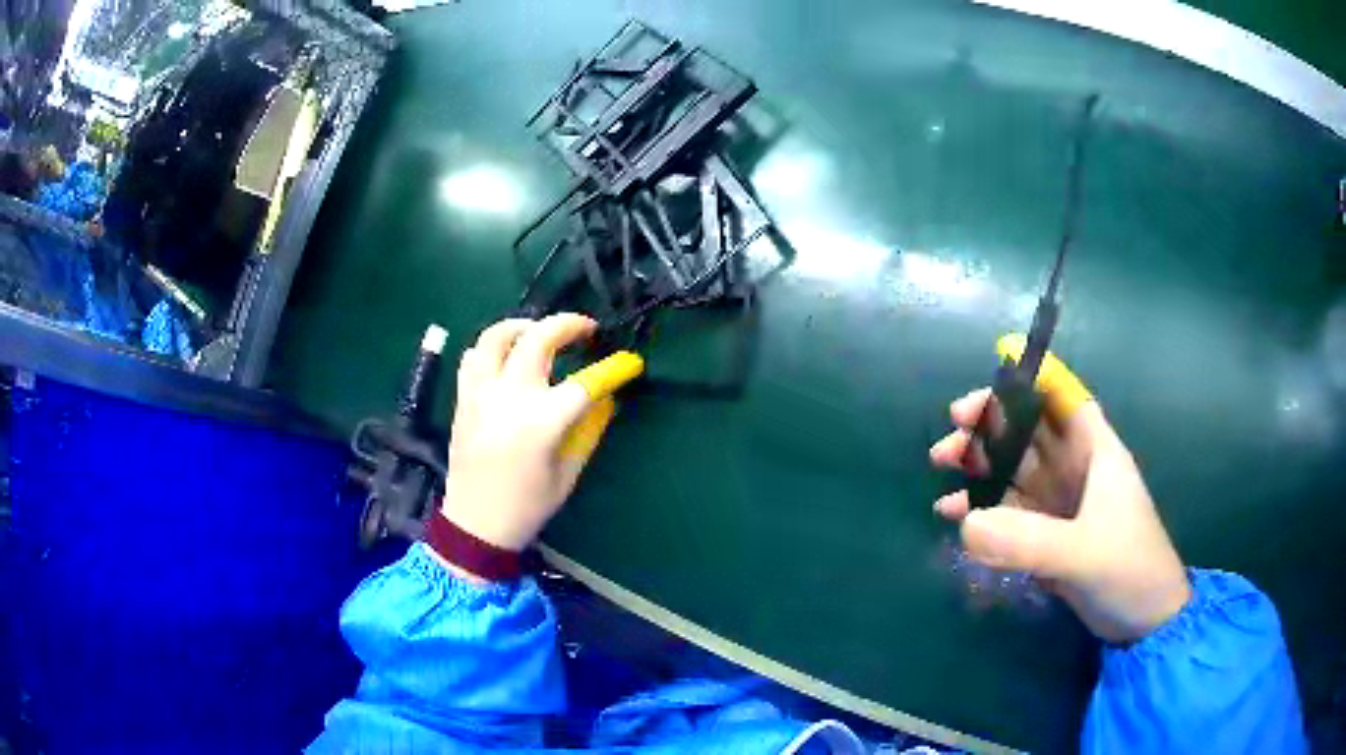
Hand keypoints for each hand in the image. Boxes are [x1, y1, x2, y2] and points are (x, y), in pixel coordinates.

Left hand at [439, 314, 601, 557]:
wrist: (475, 524)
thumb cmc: (527, 506)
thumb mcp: (568, 473)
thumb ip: (590, 430)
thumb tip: (606, 398)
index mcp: (540, 422)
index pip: (584, 382)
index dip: (611, 369)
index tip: (629, 363)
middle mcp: (508, 397)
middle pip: (539, 338)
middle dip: (569, 324)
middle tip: (587, 329)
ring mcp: (480, 393)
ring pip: (497, 335)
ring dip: (524, 325)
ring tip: (541, 332)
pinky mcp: (463, 398)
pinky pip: (474, 356)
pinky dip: (493, 347)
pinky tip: (507, 357)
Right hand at [929, 337, 1190, 643]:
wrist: (1143, 620)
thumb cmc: (1129, 569)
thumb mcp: (1084, 552)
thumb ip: (1028, 540)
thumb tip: (966, 524)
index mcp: (1095, 451)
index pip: (1061, 399)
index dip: (1027, 382)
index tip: (985, 388)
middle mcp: (1076, 468)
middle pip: (1027, 432)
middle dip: (988, 428)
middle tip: (948, 441)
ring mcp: (1061, 503)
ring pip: (1013, 470)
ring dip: (979, 468)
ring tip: (940, 473)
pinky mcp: (1048, 535)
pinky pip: (1009, 512)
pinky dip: (982, 510)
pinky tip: (954, 516)